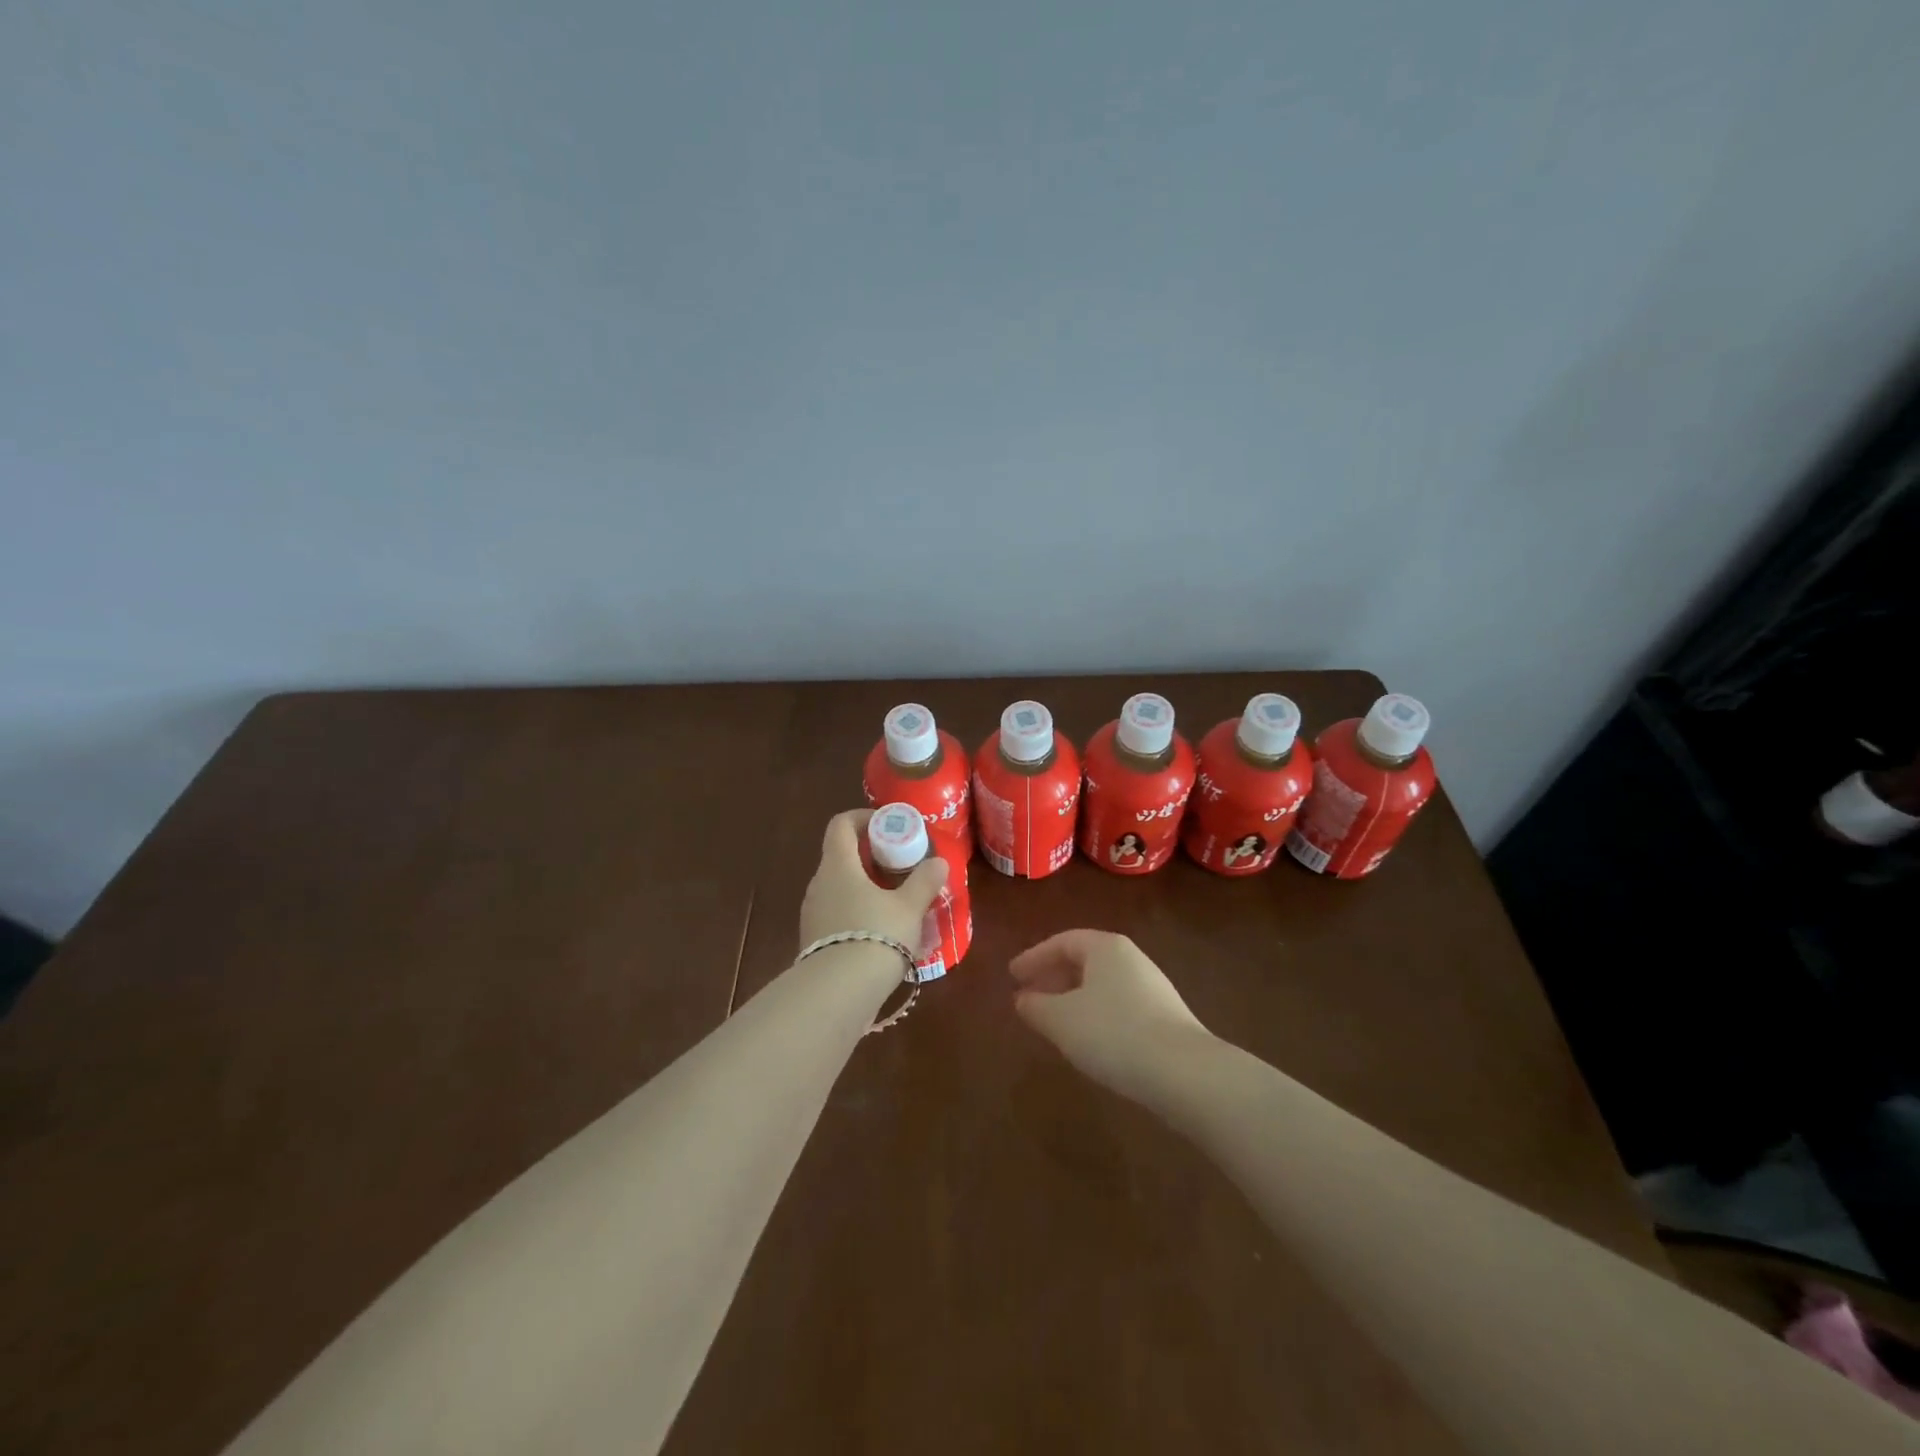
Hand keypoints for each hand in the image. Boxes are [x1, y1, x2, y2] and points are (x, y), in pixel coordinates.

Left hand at [799, 809, 948, 951]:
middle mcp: (819, 885)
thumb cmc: (876, 935)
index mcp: (838, 866)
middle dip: (871, 857)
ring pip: (840, 889)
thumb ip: (924, 881)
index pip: (841, 824)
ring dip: (866, 889)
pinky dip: (859, 915)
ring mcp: (813, 915)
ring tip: (897, 903)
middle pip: (841, 857)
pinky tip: (883, 934)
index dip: (864, 817)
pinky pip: (838, 916)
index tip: (888, 825)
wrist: (838, 994)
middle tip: (902, 867)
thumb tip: (939, 862)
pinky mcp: (815, 942)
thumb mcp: (909, 907)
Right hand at [1007, 930, 1212, 1097]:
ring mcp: (1152, 987)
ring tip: (1053, 1020)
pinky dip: (1095, 1014)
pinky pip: (1118, 1005)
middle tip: (1029, 996)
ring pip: (1101, 985)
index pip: (1062, 942)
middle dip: (1053, 977)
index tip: (1012, 976)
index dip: (1034, 957)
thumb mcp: (1061, 1020)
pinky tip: (1088, 1040)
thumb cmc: (1114, 1033)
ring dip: (1073, 998)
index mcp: (1105, 947)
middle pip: (1084, 960)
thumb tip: (1022, 999)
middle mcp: (1131, 959)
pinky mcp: (1164, 1017)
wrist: (1184, 1073)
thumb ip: (1036, 1006)